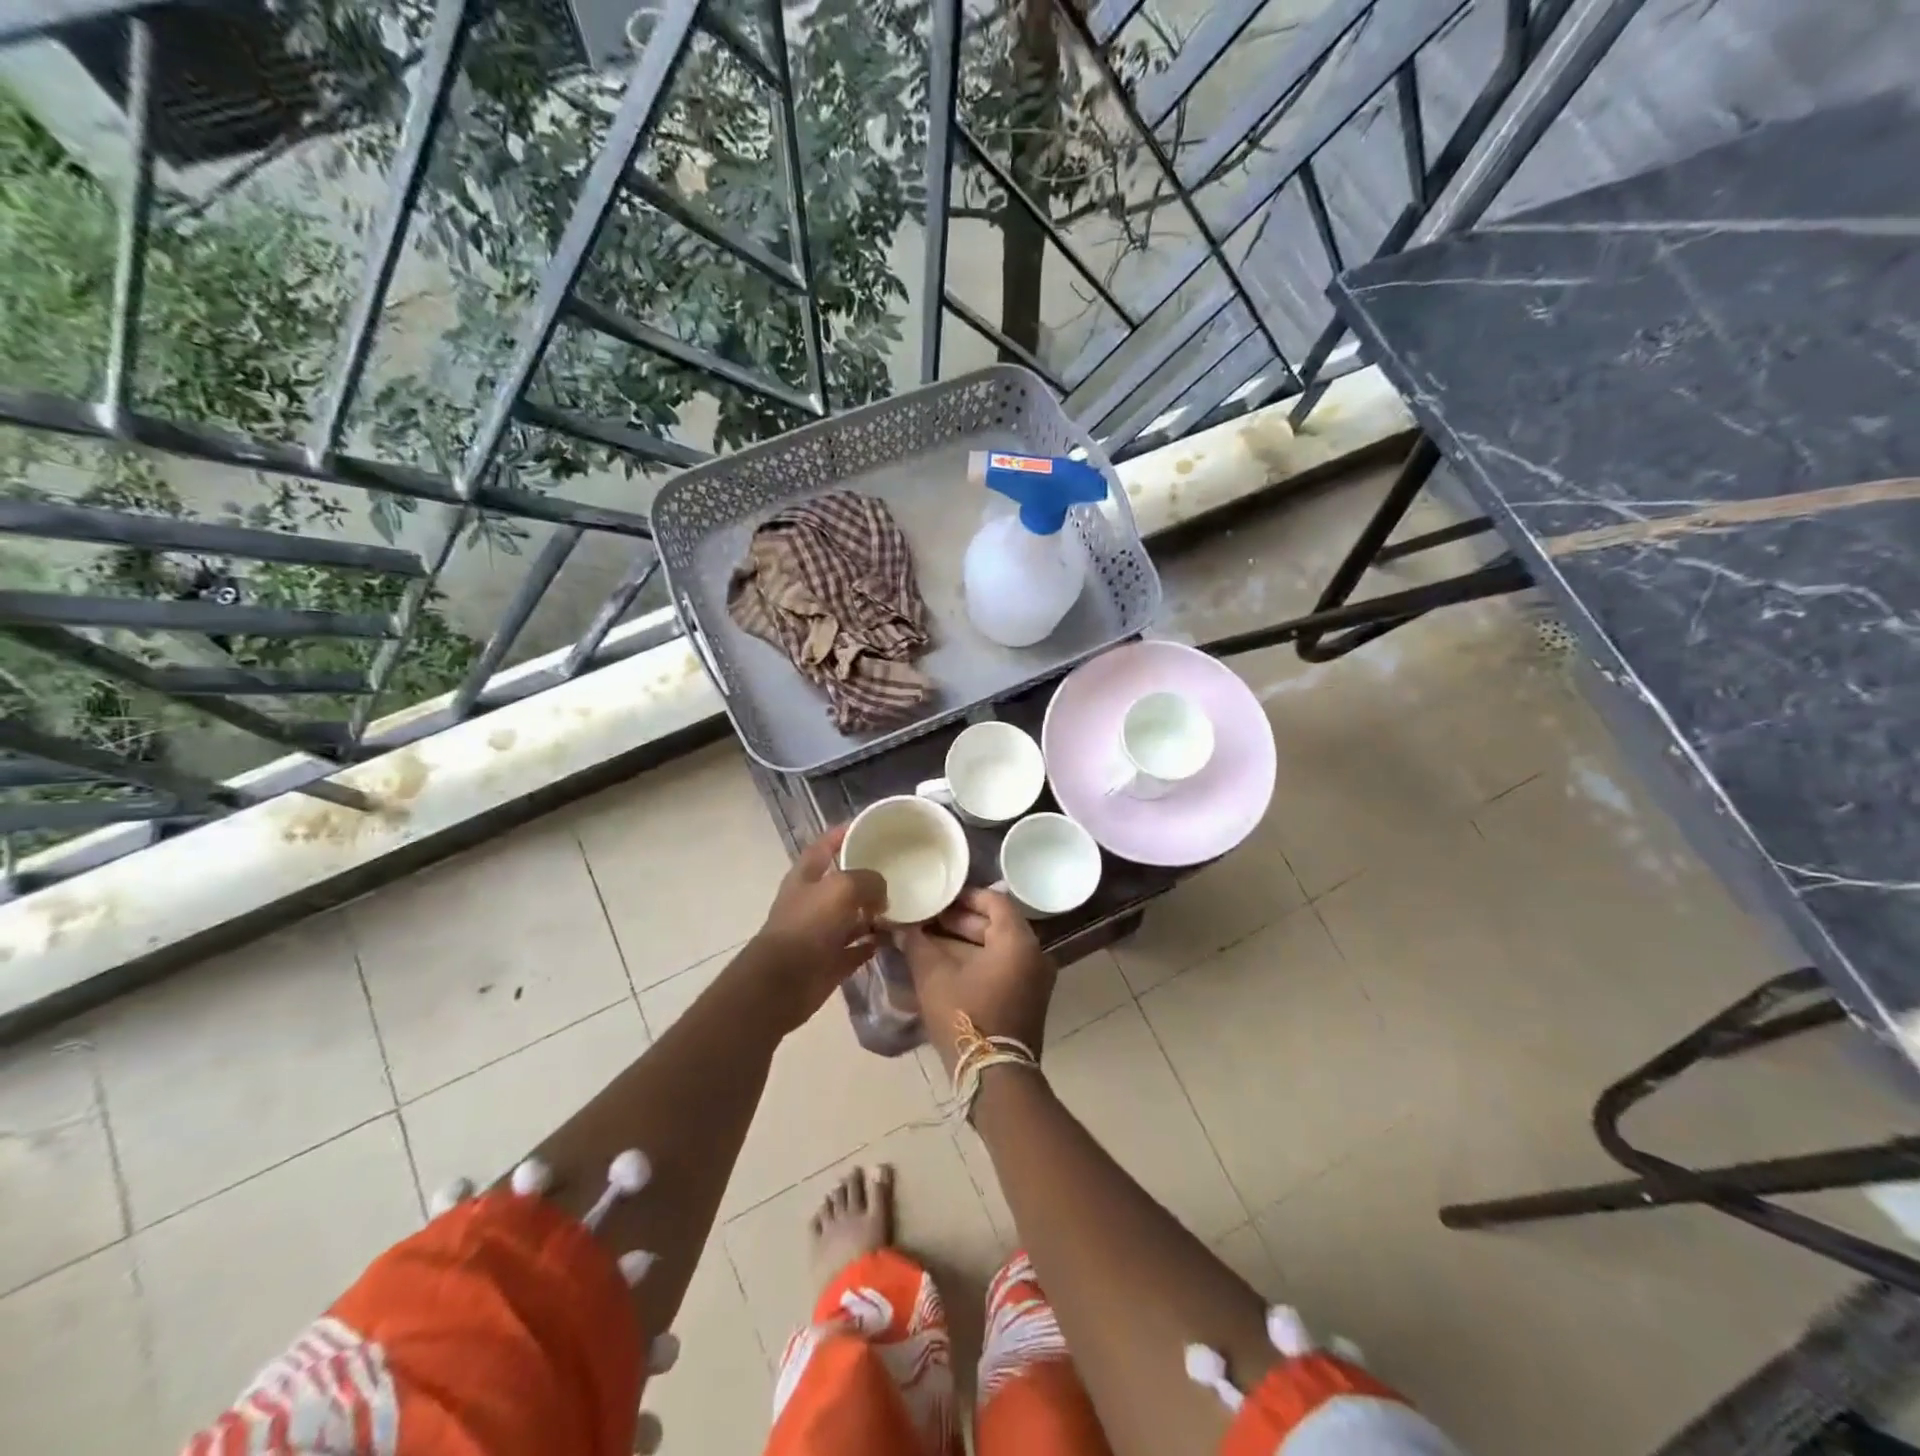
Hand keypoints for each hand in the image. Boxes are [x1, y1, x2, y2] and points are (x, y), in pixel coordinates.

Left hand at [753, 825, 887, 1029]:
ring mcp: (821, 932)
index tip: (867, 826)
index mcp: (806, 877)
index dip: (841, 834)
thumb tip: (883, 895)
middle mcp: (812, 901)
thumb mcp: (842, 888)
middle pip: (842, 882)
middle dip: (867, 876)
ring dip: (874, 913)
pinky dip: (873, 943)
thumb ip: (868, 881)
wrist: (783, 982)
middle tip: (897, 869)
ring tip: (903, 906)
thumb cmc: (808, 925)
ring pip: (853, 916)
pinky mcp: (830, 961)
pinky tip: (893, 937)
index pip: (824, 846)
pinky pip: (857, 948)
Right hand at [897, 888, 1055, 1074]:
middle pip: (995, 924)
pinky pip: (1002, 967)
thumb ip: (917, 944)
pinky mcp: (1027, 999)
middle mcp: (1033, 954)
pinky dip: (977, 961)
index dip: (964, 896)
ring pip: (996, 948)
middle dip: (959, 920)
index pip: (994, 900)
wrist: (994, 1077)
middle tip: (927, 918)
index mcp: (1018, 940)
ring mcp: (1034, 978)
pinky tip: (945, 965)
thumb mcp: (934, 976)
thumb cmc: (966, 1016)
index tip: (937, 896)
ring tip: (928, 940)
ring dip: (964, 942)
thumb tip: (900, 926)